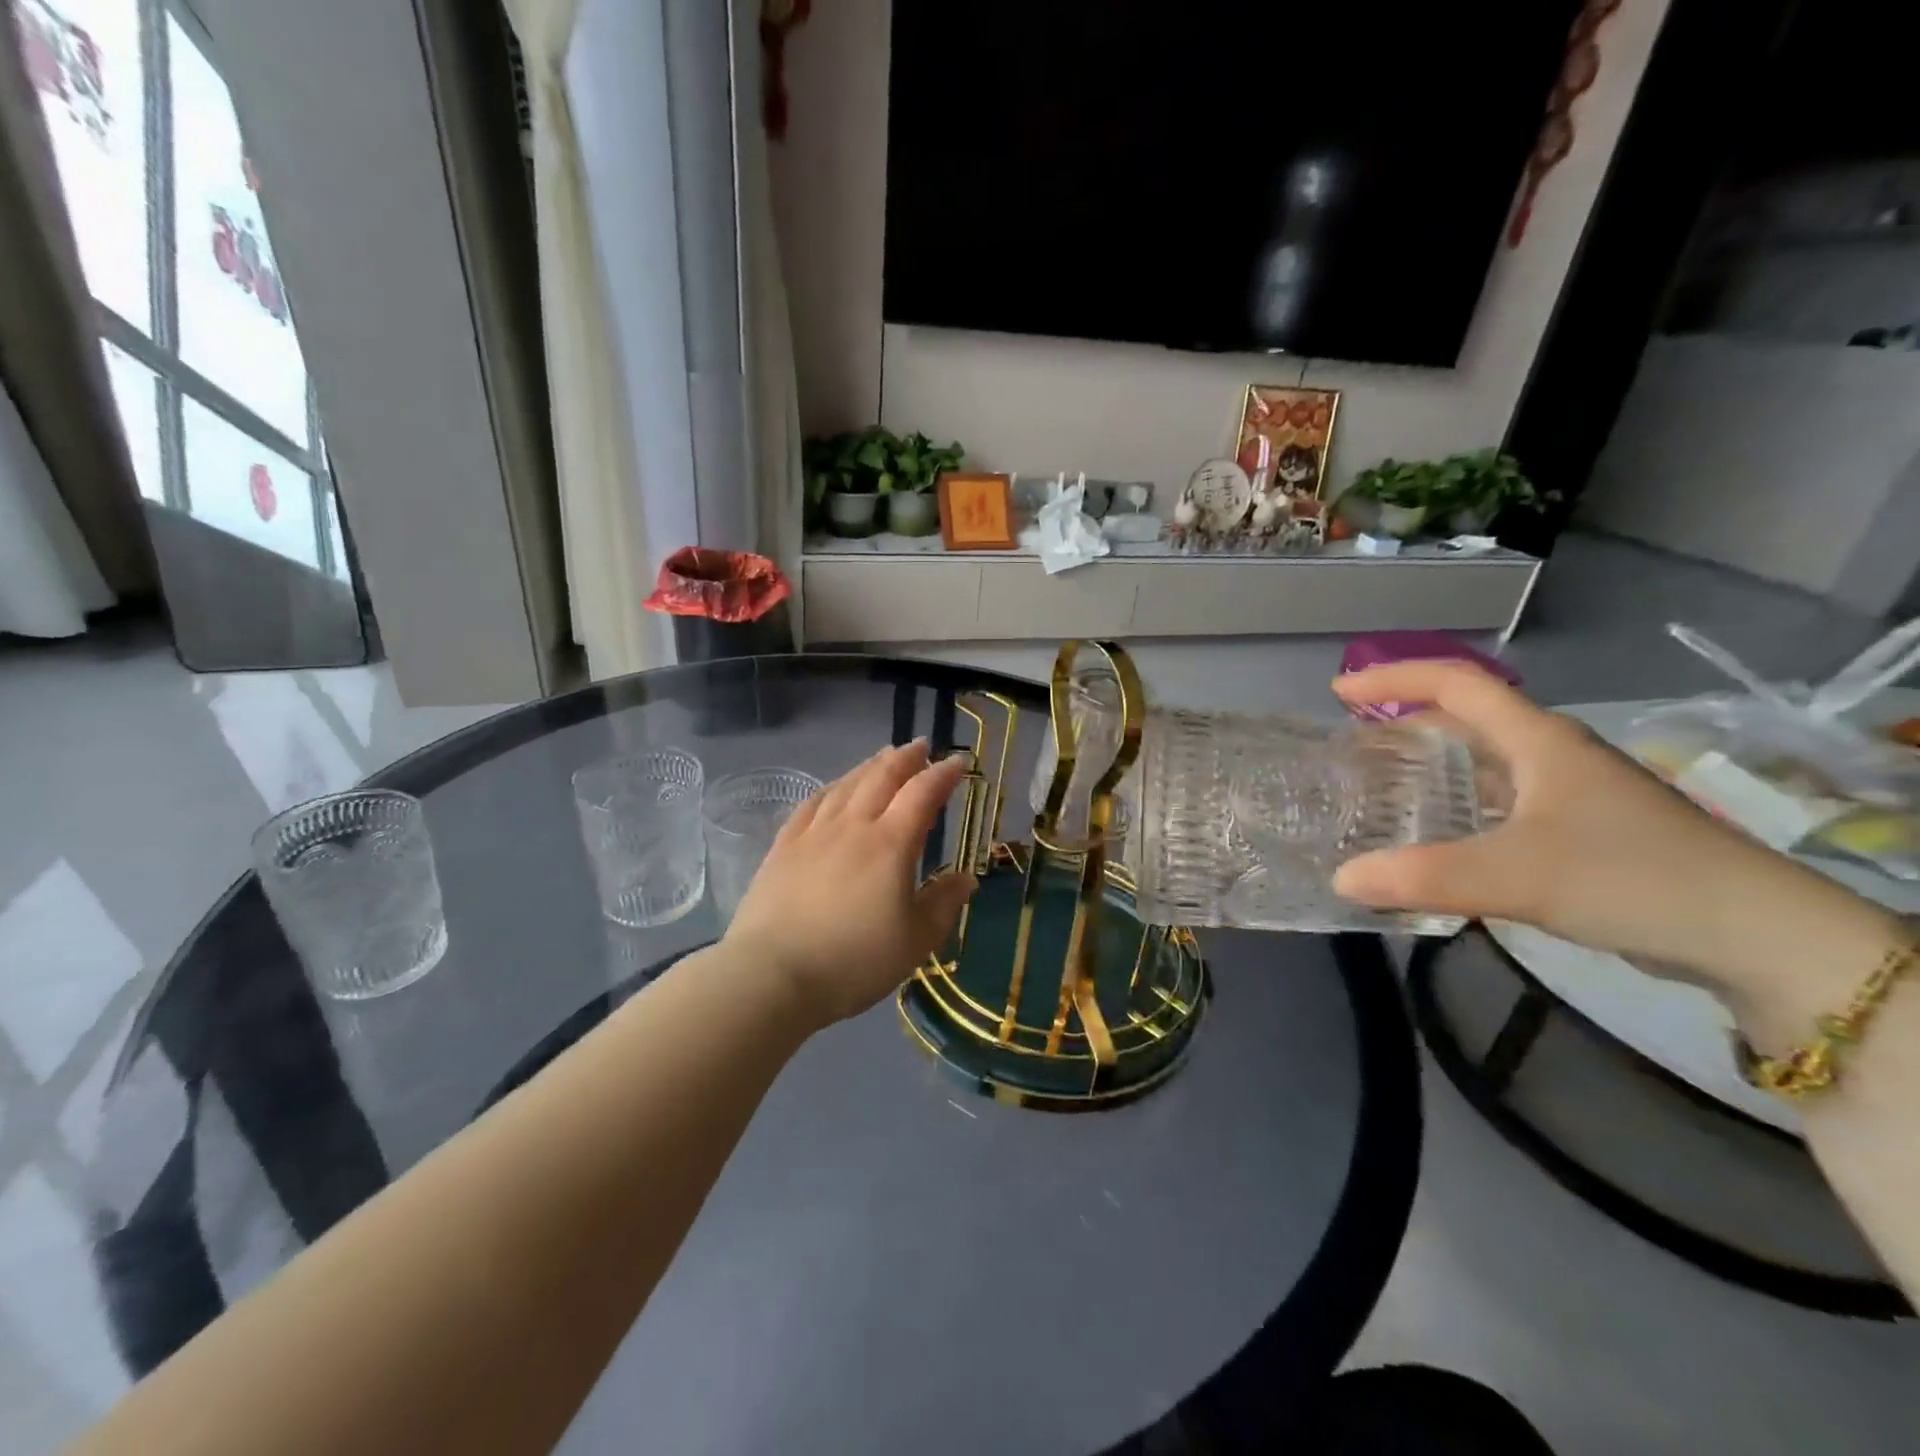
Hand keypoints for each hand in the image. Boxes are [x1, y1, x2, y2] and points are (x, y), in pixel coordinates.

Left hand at [722, 740, 976, 1027]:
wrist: (772, 974)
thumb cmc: (853, 961)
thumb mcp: (915, 940)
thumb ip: (944, 904)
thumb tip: (966, 878)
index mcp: (891, 843)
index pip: (923, 793)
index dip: (943, 774)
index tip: (958, 763)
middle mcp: (854, 825)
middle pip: (882, 777)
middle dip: (906, 758)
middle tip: (921, 746)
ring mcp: (814, 832)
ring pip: (847, 784)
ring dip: (870, 766)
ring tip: (883, 758)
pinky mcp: (783, 846)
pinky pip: (812, 803)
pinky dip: (831, 787)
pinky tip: (834, 788)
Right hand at [1330, 661, 1901, 1027]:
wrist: (1758, 937)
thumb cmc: (1632, 878)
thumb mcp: (1516, 875)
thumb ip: (1422, 876)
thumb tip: (1341, 879)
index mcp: (1540, 741)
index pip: (1457, 683)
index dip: (1394, 679)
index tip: (1339, 695)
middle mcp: (1555, 755)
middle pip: (1471, 715)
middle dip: (1408, 716)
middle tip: (1355, 738)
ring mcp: (1575, 793)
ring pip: (1489, 758)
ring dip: (1435, 759)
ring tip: (1386, 781)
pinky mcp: (1585, 831)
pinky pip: (1504, 798)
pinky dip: (1461, 801)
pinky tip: (1442, 835)